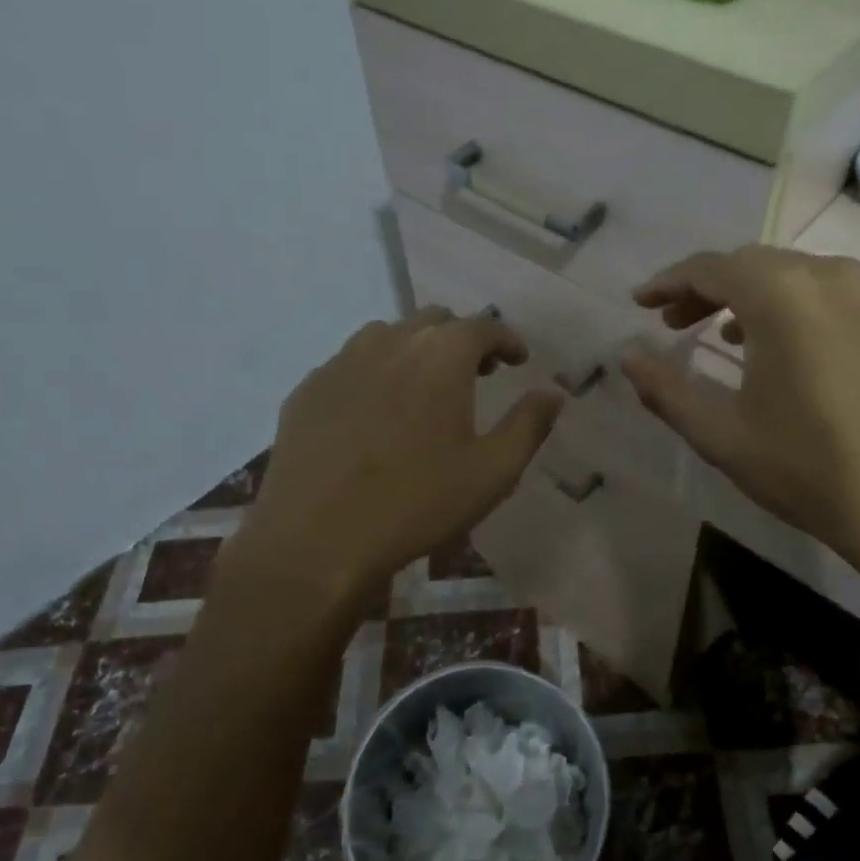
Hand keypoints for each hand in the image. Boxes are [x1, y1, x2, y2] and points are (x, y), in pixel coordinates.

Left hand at [239, 308, 561, 602]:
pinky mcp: (308, 388)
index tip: (518, 360)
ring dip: (416, 350)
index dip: (507, 340)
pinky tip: (375, 412)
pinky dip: (375, 372)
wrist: (315, 539)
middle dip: (462, 340)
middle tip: (477, 374)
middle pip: (434, 321)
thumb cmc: (416, 503)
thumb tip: (551, 392)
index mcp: (440, 355)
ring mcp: (341, 361)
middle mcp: (390, 342)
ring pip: (388, 336)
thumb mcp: (492, 472)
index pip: (483, 327)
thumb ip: (528, 424)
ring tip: (425, 388)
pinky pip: (350, 363)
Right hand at [622, 247, 859, 594]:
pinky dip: (825, 321)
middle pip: (762, 267)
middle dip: (714, 290)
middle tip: (682, 324)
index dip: (670, 283)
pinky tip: (820, 362)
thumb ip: (666, 389)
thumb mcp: (720, 435)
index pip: (712, 268)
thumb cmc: (807, 469)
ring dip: (770, 302)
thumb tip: (628, 358)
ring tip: (744, 339)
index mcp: (784, 294)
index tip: (644, 303)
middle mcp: (840, 277)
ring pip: (814, 281)